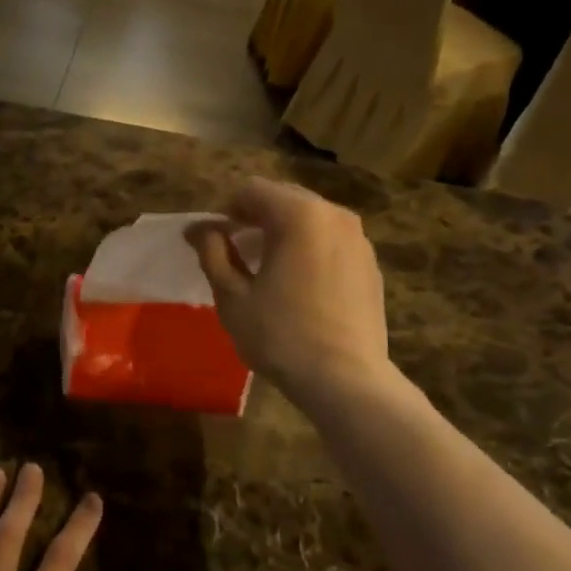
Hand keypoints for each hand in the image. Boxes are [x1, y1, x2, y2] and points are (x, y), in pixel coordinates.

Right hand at [188, 177, 389, 404]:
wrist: (346, 380)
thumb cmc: (281, 336)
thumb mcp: (233, 296)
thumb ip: (213, 253)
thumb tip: (200, 229)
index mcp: (299, 215)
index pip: (252, 190)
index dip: (226, 210)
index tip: (213, 240)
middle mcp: (334, 215)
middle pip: (284, 198)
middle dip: (255, 217)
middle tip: (235, 250)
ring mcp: (359, 239)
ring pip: (311, 219)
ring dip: (283, 232)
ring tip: (266, 268)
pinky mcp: (370, 264)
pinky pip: (331, 242)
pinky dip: (309, 249)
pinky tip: (299, 285)